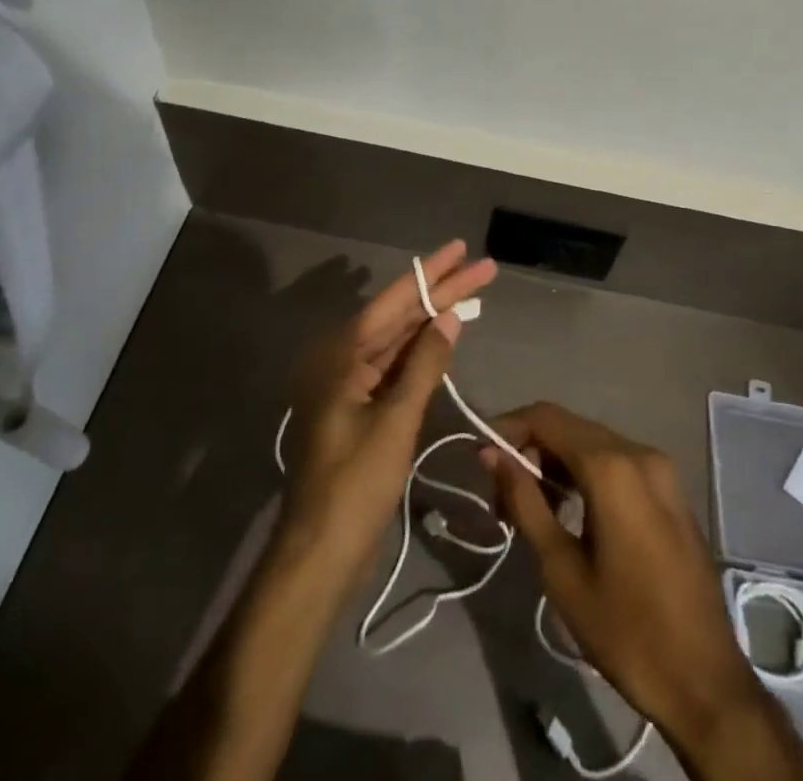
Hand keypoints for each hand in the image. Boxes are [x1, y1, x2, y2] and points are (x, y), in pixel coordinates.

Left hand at [277, 241, 497, 573]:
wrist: (320, 552)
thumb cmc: (355, 484)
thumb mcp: (395, 421)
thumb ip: (424, 365)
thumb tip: (449, 317)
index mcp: (342, 355)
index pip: (394, 301)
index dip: (431, 273)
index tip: (462, 249)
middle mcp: (344, 361)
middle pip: (399, 317)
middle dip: (441, 292)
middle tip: (482, 267)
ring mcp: (353, 386)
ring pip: (400, 341)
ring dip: (434, 319)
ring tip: (472, 293)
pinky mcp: (363, 409)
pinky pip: (396, 368)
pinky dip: (422, 353)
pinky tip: (446, 336)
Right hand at [485, 404, 802, 778]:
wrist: (707, 682)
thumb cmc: (626, 630)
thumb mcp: (562, 570)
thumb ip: (525, 501)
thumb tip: (492, 454)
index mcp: (612, 466)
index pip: (547, 417)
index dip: (508, 428)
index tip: (481, 460)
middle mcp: (639, 452)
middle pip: (570, 427)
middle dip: (530, 450)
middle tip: (501, 497)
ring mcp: (660, 469)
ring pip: (593, 444)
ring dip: (557, 463)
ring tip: (530, 509)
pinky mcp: (671, 490)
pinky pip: (617, 463)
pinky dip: (586, 474)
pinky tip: (570, 511)